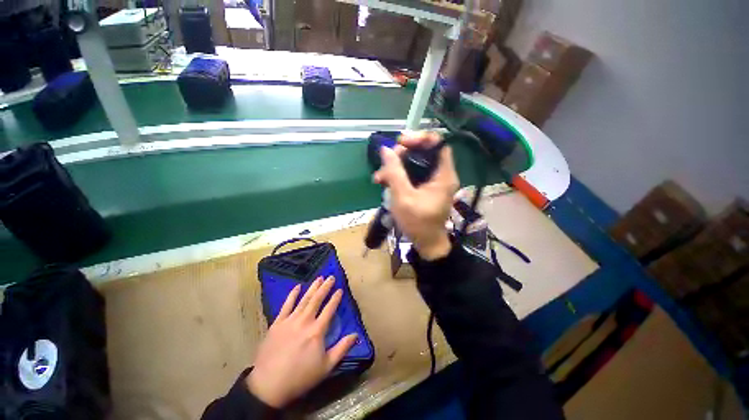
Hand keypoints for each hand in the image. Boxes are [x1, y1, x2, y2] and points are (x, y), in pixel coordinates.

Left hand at [247, 277, 357, 407]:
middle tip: (331, 277)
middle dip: (325, 287)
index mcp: (317, 331)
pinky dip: (292, 295)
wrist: (268, 385)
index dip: (335, 298)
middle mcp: (304, 321)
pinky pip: (286, 305)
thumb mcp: (326, 367)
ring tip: (319, 278)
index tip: (340, 289)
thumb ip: (342, 348)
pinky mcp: (277, 323)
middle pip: (317, 300)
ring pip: (304, 300)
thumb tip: (356, 335)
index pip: (329, 309)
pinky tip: (297, 287)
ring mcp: (289, 321)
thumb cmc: (300, 377)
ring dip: (312, 288)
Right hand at [373, 131, 458, 259]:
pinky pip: (412, 174)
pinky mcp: (425, 187)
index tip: (400, 142)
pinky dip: (398, 175)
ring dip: (396, 166)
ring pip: (415, 163)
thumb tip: (385, 150)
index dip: (419, 138)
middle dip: (402, 154)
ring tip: (379, 178)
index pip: (437, 143)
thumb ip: (394, 173)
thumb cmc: (418, 223)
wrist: (426, 243)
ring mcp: (432, 181)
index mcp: (443, 174)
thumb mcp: (403, 197)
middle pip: (423, 151)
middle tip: (386, 162)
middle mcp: (441, 174)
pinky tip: (384, 182)